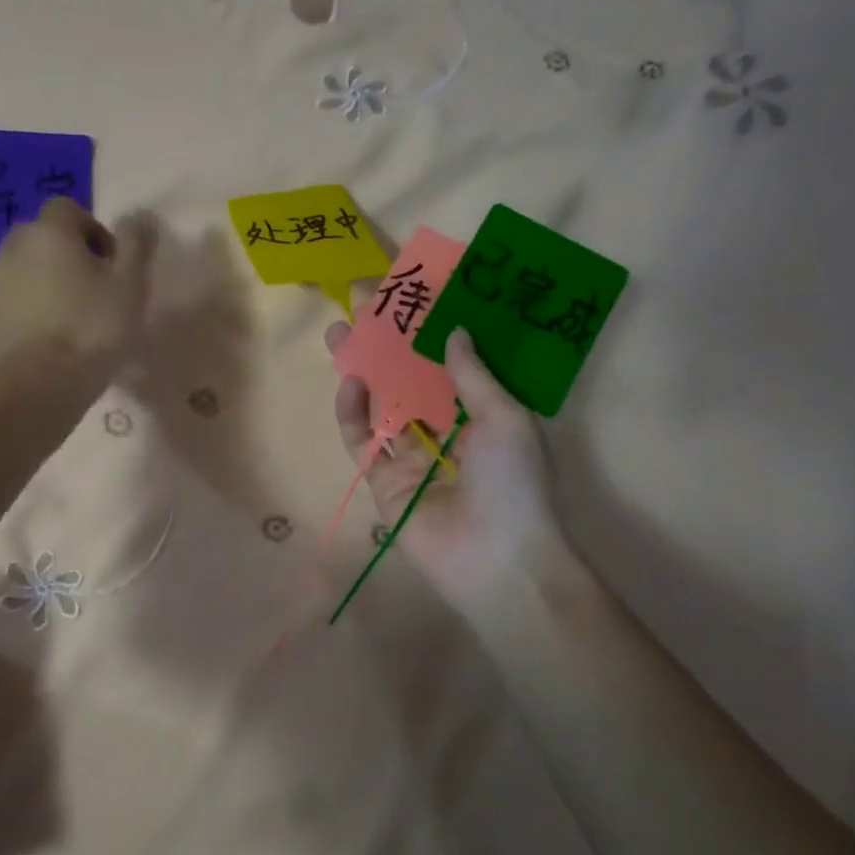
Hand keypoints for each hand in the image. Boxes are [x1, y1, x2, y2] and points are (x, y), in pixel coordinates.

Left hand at [0, 199, 156, 377]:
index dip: (95, 232)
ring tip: (75, 316)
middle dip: (70, 254)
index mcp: (49, 230)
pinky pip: (17, 297)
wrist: (41, 384)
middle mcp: (14, 246)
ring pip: (29, 267)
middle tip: (96, 290)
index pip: (70, 209)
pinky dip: (34, 306)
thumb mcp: (130, 284)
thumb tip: (138, 215)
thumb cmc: (92, 328)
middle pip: (46, 237)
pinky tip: (54, 336)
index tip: (112, 266)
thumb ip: (136, 243)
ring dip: (50, 280)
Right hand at [326, 323, 580, 621]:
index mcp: (482, 415)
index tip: (409, 294)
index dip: (427, 330)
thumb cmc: (514, 483)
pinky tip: (349, 381)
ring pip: (379, 405)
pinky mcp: (383, 480)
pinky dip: (352, 412)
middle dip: (385, 344)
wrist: (495, 560)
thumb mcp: (504, 417)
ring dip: (361, 369)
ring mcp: (411, 456)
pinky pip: (362, 440)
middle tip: (361, 305)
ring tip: (340, 332)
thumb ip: (473, 374)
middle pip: (408, 379)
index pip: (448, 363)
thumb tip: (454, 329)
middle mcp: (445, 431)